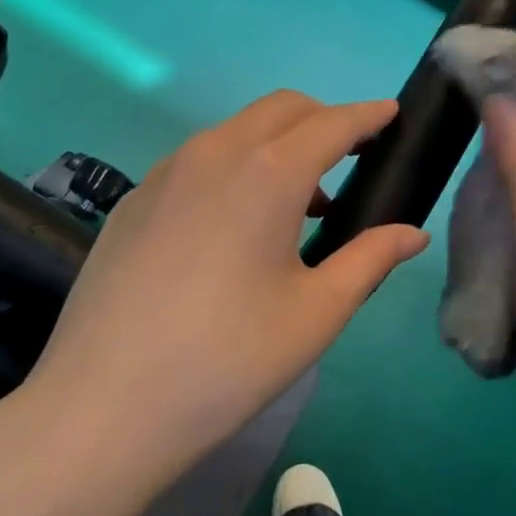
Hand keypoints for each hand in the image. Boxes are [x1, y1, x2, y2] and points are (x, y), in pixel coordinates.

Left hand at [12, 91, 429, 502]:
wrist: (102, 407)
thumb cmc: (228, 361)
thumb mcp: (316, 313)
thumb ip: (370, 260)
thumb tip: (413, 234)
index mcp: (269, 172)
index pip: (332, 123)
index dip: (368, 115)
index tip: (390, 113)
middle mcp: (216, 152)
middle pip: (282, 108)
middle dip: (323, 119)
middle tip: (351, 156)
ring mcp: (166, 171)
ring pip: (236, 130)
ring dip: (277, 143)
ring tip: (299, 200)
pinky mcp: (134, 199)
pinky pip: (197, 160)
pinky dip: (234, 166)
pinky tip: (234, 224)